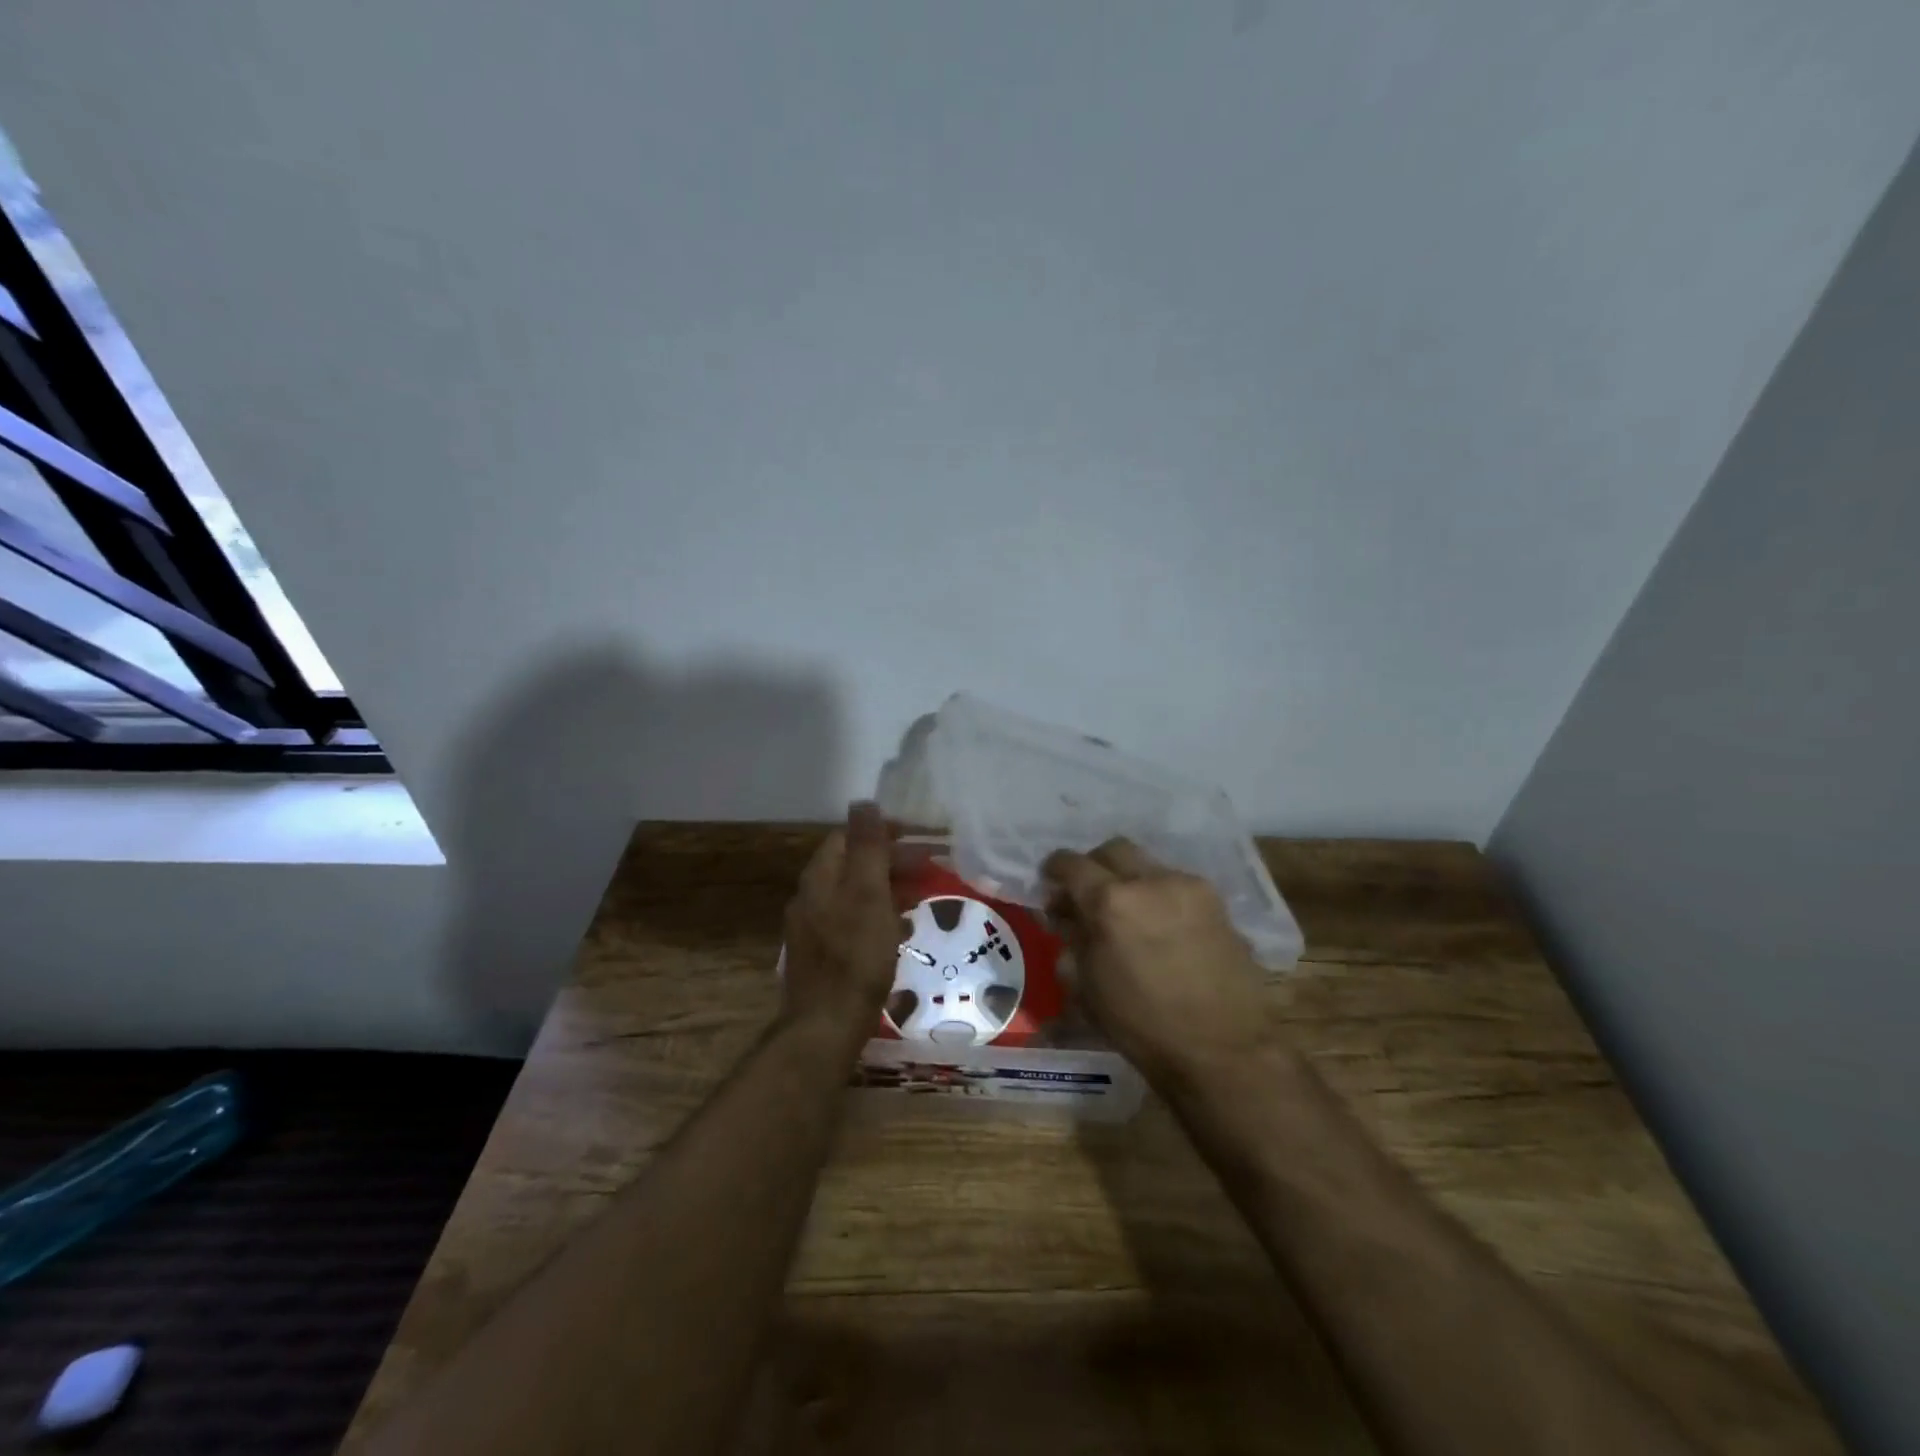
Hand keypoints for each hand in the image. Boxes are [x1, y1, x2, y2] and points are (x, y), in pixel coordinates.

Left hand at [780, 803, 903, 1044]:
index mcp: (820, 877)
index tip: (919, 839)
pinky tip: (899, 933)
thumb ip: (867, 847)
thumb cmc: (855, 955)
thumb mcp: (869, 893)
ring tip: (921, 898)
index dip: (883, 833)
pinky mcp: (822, 956)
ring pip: (854, 895)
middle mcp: (810, 897)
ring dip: (887, 889)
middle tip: (929, 870)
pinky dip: (878, 917)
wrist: (826, 1026)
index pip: (848, 837)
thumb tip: (864, 802)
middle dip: (890, 862)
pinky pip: (853, 922)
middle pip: (852, 865)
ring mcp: (813, 929)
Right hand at [1043, 839, 1275, 1088]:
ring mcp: (1187, 887)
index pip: (1071, 864)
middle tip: (1087, 893)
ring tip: (1126, 913)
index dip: (1055, 868)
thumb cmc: (1143, 1026)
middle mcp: (1149, 881)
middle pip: (1112, 850)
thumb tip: (1064, 915)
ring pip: (1147, 864)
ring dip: (1128, 879)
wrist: (1223, 1050)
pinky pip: (1175, 884)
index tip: (1050, 881)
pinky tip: (1158, 926)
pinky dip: (1158, 895)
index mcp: (1110, 902)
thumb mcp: (1087, 987)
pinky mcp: (1216, 901)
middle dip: (1094, 865)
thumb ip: (1072, 939)